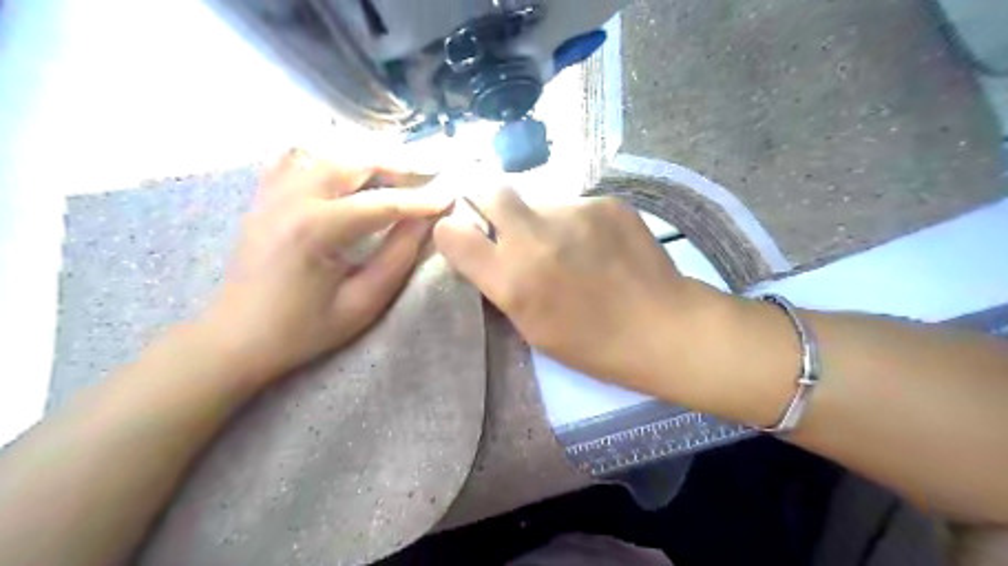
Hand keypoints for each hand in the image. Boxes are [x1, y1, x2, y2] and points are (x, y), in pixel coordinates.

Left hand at [200, 148, 447, 384]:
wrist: (237, 338)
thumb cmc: (304, 329)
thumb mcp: (362, 303)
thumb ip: (397, 258)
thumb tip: (425, 223)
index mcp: (316, 229)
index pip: (382, 203)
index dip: (421, 199)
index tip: (451, 195)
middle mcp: (292, 199)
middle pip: (353, 163)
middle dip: (396, 166)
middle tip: (428, 175)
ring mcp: (272, 193)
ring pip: (327, 153)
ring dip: (366, 159)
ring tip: (396, 172)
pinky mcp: (263, 198)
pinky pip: (294, 159)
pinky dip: (325, 156)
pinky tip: (344, 168)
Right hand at [432, 188, 734, 394]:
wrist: (663, 328)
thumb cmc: (592, 344)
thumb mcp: (532, 327)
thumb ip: (502, 283)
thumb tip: (486, 249)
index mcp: (512, 280)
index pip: (453, 234)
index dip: (452, 231)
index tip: (462, 235)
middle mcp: (535, 237)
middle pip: (492, 191)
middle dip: (490, 203)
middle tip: (509, 226)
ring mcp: (574, 213)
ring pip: (540, 202)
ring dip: (542, 221)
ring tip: (571, 249)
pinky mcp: (606, 203)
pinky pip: (575, 206)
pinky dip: (576, 223)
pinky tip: (599, 247)